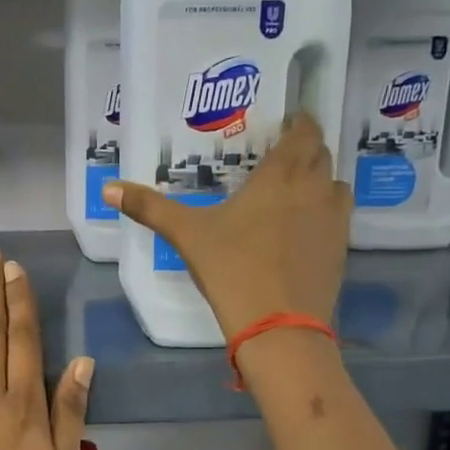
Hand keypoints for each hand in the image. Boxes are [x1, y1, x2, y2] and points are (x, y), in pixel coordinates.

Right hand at [104, 113, 350, 337]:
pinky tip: (300, 231)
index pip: (305, 130)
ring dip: (318, 179)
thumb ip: (150, 208)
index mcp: (281, 175)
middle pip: (321, 153)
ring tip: (292, 191)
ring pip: (334, 183)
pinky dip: (323, 213)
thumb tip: (108, 188)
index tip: (284, 125)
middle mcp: (315, 188)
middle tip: (278, 158)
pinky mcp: (341, 250)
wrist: (278, 327)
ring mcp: (333, 220)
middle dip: (304, 149)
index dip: (298, 123)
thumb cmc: (232, 270)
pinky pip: (338, 217)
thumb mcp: (187, 236)